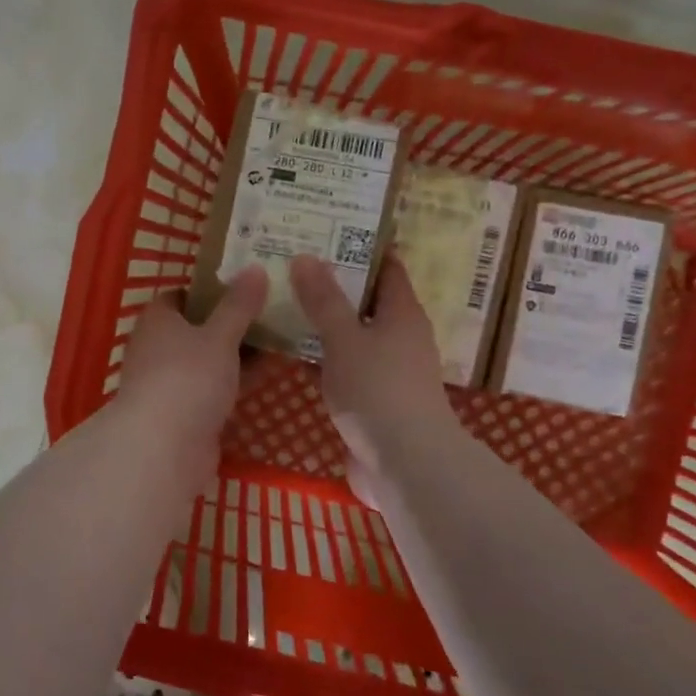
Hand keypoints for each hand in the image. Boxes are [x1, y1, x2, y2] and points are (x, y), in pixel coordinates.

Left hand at [115, 266, 268, 491]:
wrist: (165, 448)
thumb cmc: (188, 378)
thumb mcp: (220, 336)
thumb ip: (239, 305)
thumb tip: (254, 268)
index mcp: (158, 320)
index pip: (182, 294)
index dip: (211, 287)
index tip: (246, 283)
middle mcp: (158, 347)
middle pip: (198, 327)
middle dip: (232, 320)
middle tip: (272, 308)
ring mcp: (171, 382)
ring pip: (209, 359)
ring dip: (238, 352)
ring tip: (280, 336)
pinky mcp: (185, 412)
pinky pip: (214, 387)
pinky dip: (236, 380)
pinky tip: (269, 372)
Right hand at [289, 255, 454, 503]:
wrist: (405, 464)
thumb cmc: (378, 390)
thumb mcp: (345, 339)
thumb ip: (324, 300)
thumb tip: (306, 255)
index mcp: (403, 313)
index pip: (388, 268)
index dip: (363, 248)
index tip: (330, 231)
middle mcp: (403, 337)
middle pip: (370, 301)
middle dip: (339, 284)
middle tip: (297, 264)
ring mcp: (393, 372)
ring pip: (358, 336)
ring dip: (331, 323)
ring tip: (290, 303)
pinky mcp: (379, 401)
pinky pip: (351, 367)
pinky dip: (329, 357)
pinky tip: (300, 355)